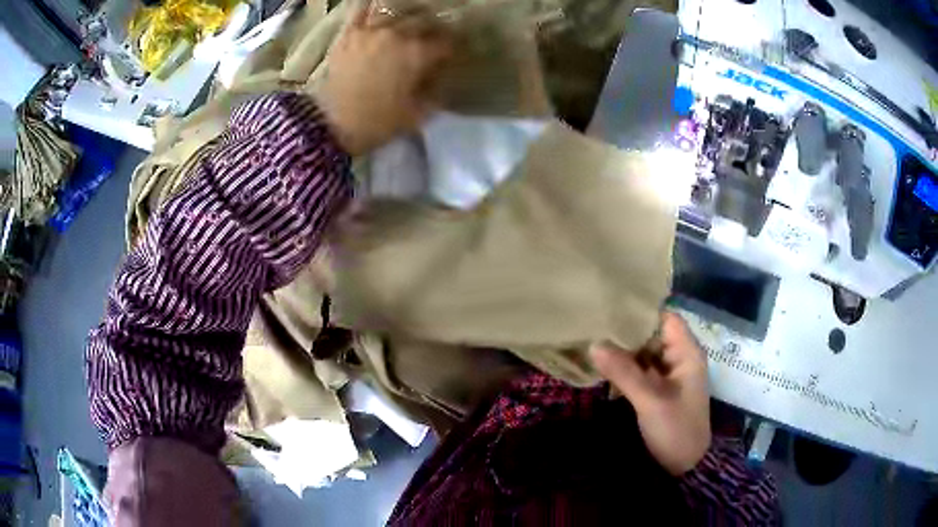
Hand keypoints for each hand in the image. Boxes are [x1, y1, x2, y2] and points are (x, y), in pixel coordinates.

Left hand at [319, 3, 451, 155]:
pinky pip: (362, 11)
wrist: (332, 125)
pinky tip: (377, 9)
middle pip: (424, 23)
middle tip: (431, 43)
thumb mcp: (417, 114)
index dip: (452, 50)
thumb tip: (440, 78)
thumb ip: (435, 92)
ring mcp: (371, 30)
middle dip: (432, 32)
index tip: (451, 57)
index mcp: (418, 53)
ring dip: (406, 20)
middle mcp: (398, 34)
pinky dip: (371, 8)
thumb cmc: (378, 123)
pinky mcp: (349, 34)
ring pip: (397, 15)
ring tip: (407, 28)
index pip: (446, 43)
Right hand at [590, 312, 710, 475]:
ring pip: (644, 353)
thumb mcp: (650, 400)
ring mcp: (668, 375)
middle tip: (595, 322)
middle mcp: (679, 358)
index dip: (642, 311)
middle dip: (627, 330)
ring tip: (593, 337)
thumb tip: (594, 344)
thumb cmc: (676, 429)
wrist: (685, 466)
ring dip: (623, 349)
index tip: (611, 306)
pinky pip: (640, 370)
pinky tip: (602, 364)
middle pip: (653, 334)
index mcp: (687, 353)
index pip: (666, 318)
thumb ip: (624, 372)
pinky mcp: (658, 390)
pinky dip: (624, 366)